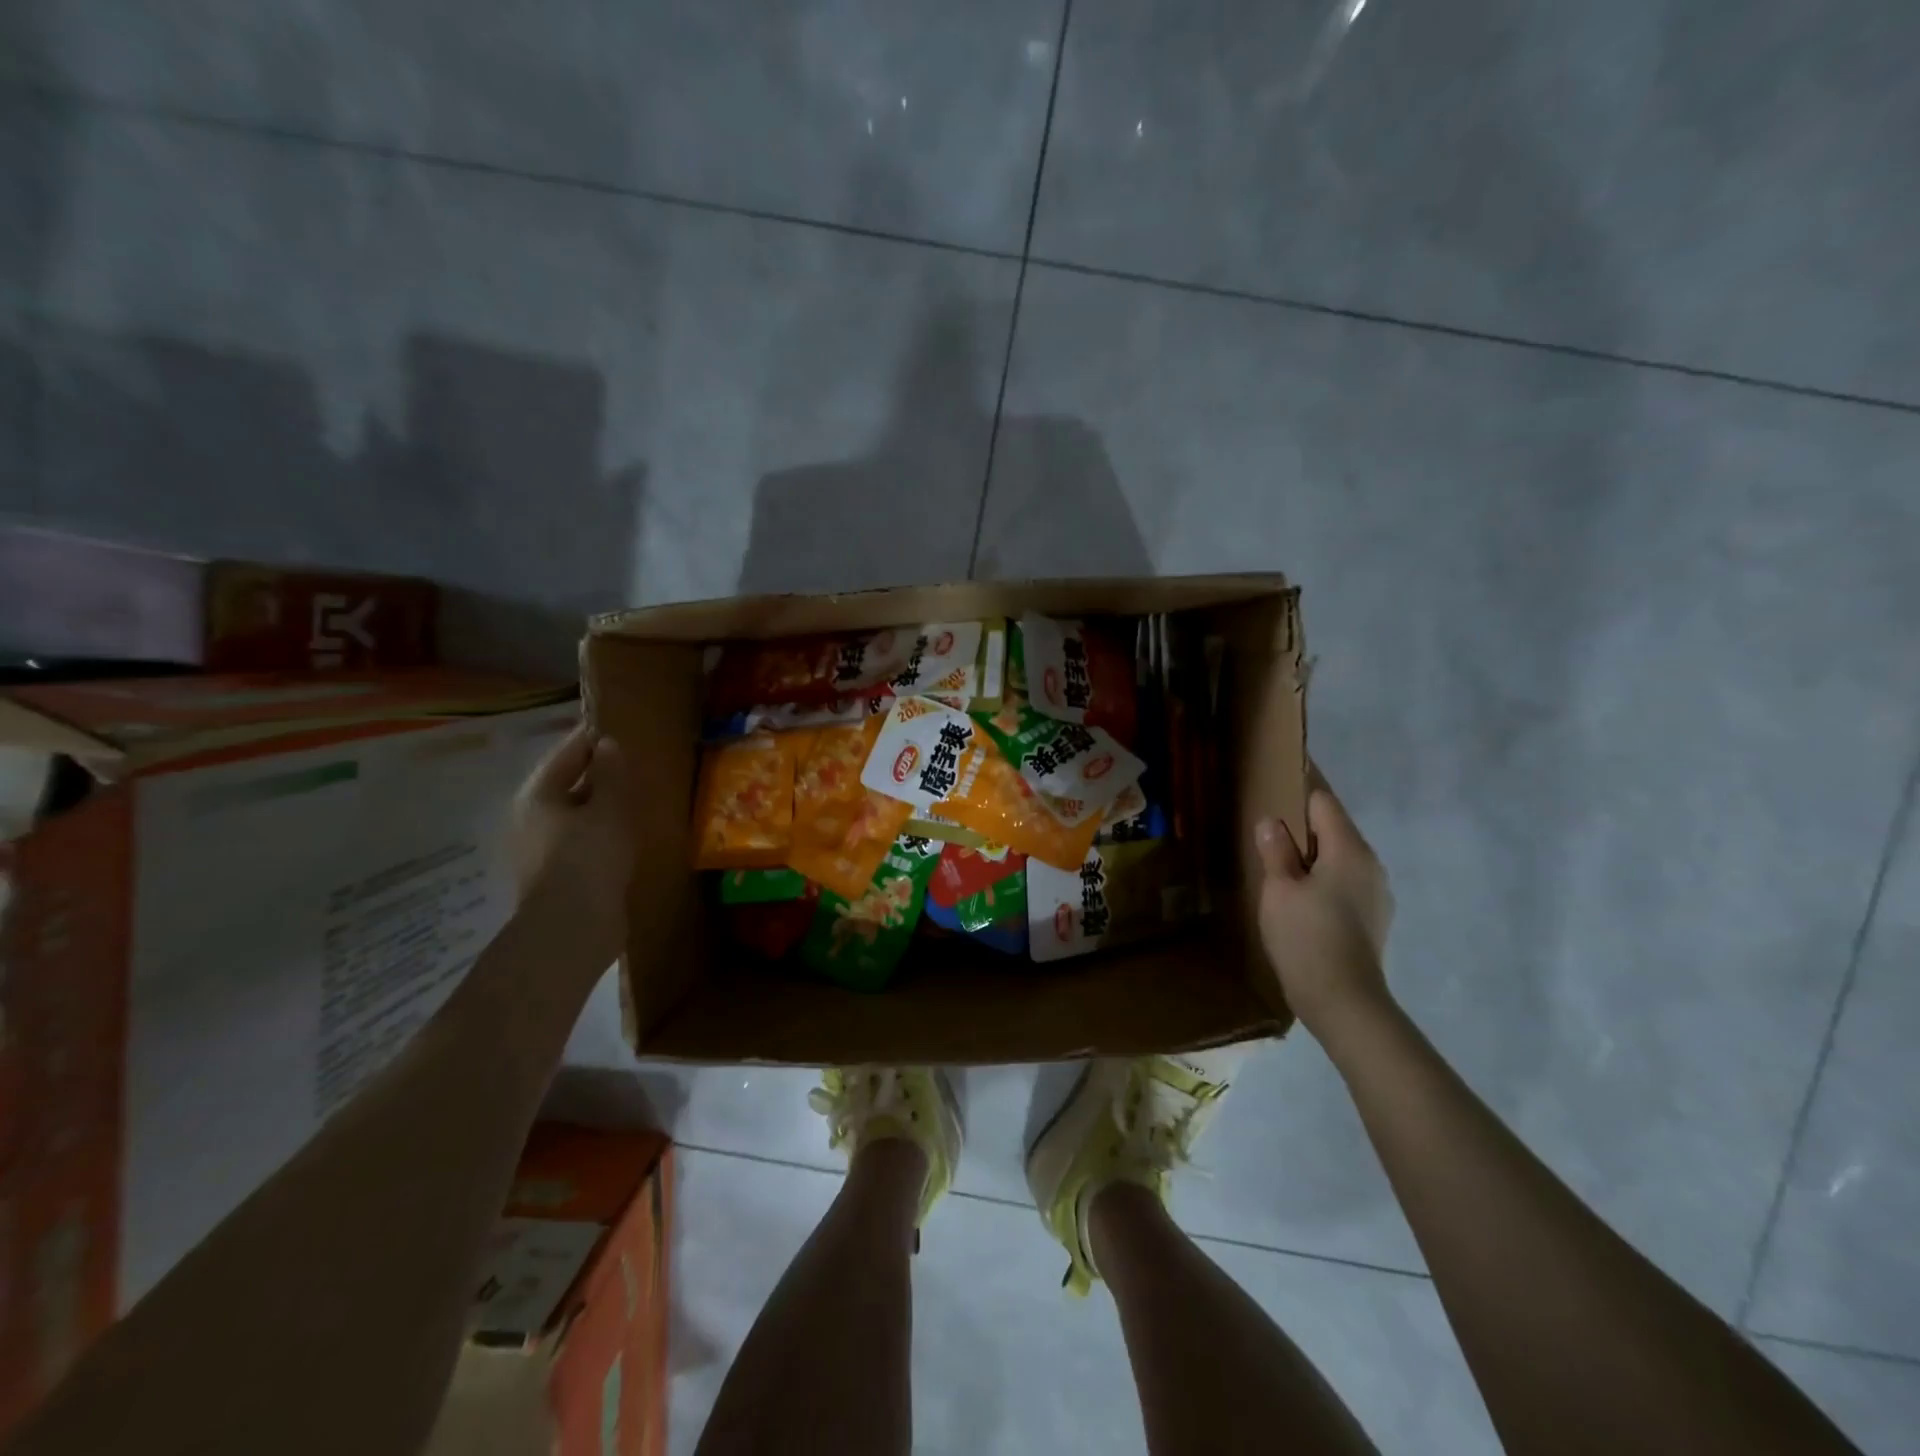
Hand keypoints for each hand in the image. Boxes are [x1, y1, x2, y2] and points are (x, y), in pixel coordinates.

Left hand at [511, 723, 634, 965]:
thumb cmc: (589, 857)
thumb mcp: (609, 808)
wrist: (573, 927)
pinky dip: (601, 832)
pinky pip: (582, 840)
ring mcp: (542, 849)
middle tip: (633, 765)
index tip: (620, 728)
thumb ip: (611, 773)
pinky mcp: (558, 874)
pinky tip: (625, 836)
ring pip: (576, 814)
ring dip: (600, 806)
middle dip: (598, 774)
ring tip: (634, 799)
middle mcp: (532, 818)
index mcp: (538, 795)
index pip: (567, 752)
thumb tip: (607, 744)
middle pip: (567, 784)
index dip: (593, 739)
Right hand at [1254, 766, 1394, 1038]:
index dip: (1300, 786)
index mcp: (1349, 850)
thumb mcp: (1279, 889)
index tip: (1279, 774)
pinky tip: (1299, 894)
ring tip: (1278, 859)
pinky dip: (1322, 876)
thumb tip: (1272, 822)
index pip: (1324, 801)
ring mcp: (1376, 893)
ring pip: (1339, 857)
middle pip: (1334, 828)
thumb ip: (1276, 850)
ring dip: (1312, 852)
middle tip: (1267, 821)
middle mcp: (1371, 864)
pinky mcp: (1373, 918)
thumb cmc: (1307, 937)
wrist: (1345, 1002)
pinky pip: (1344, 881)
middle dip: (1302, 822)